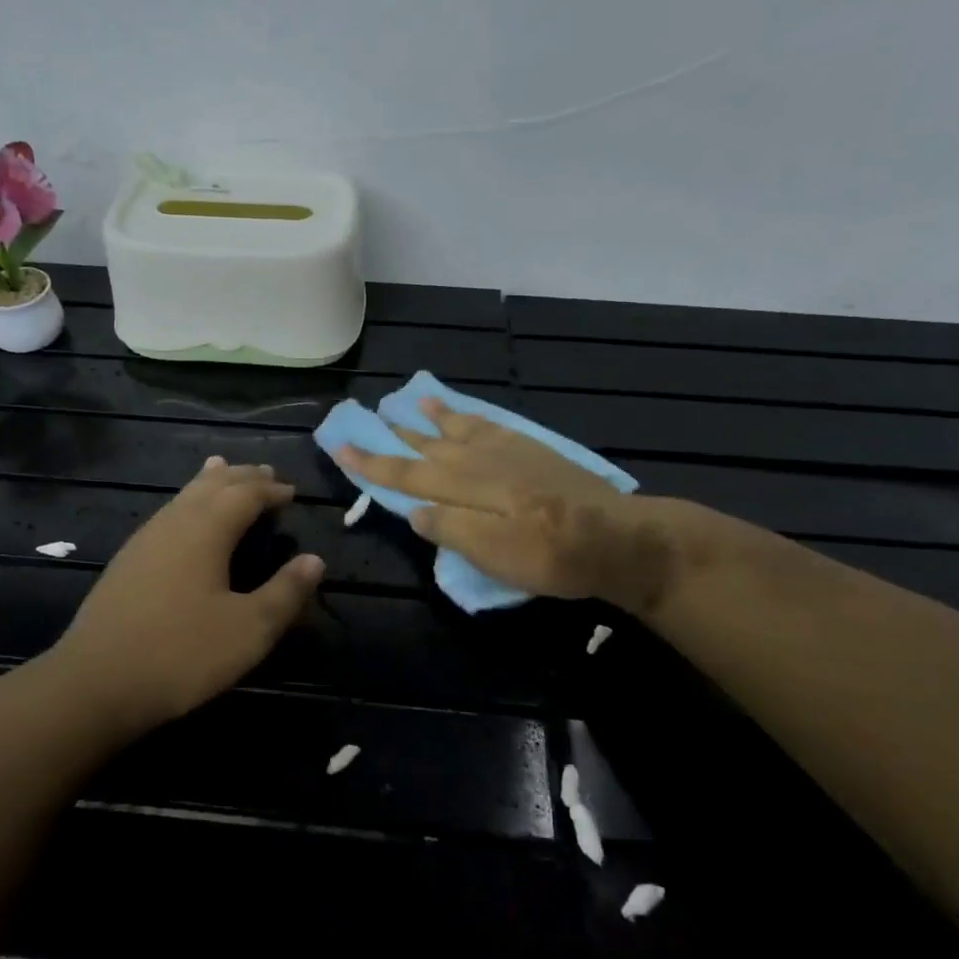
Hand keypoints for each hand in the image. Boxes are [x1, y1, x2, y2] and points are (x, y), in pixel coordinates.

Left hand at [56, 458, 323, 727]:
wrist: (95, 683)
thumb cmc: (181, 654)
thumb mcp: (248, 630)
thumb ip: (285, 593)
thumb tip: (314, 560)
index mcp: (206, 530)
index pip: (245, 494)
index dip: (271, 490)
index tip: (291, 493)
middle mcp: (175, 522)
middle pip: (213, 484)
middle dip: (243, 477)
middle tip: (267, 474)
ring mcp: (145, 539)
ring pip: (184, 495)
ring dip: (211, 482)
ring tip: (223, 469)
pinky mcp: (128, 560)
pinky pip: (168, 512)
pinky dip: (188, 501)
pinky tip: (184, 517)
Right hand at [335, 399, 664, 605]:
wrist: (617, 538)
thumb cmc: (551, 556)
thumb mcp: (495, 556)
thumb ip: (451, 530)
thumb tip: (414, 510)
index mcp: (466, 489)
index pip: (408, 474)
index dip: (373, 463)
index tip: (341, 447)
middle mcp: (481, 462)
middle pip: (429, 446)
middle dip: (396, 433)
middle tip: (369, 414)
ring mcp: (509, 452)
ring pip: (459, 429)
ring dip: (433, 417)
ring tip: (413, 401)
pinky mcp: (534, 451)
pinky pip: (492, 425)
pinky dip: (472, 417)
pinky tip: (467, 414)